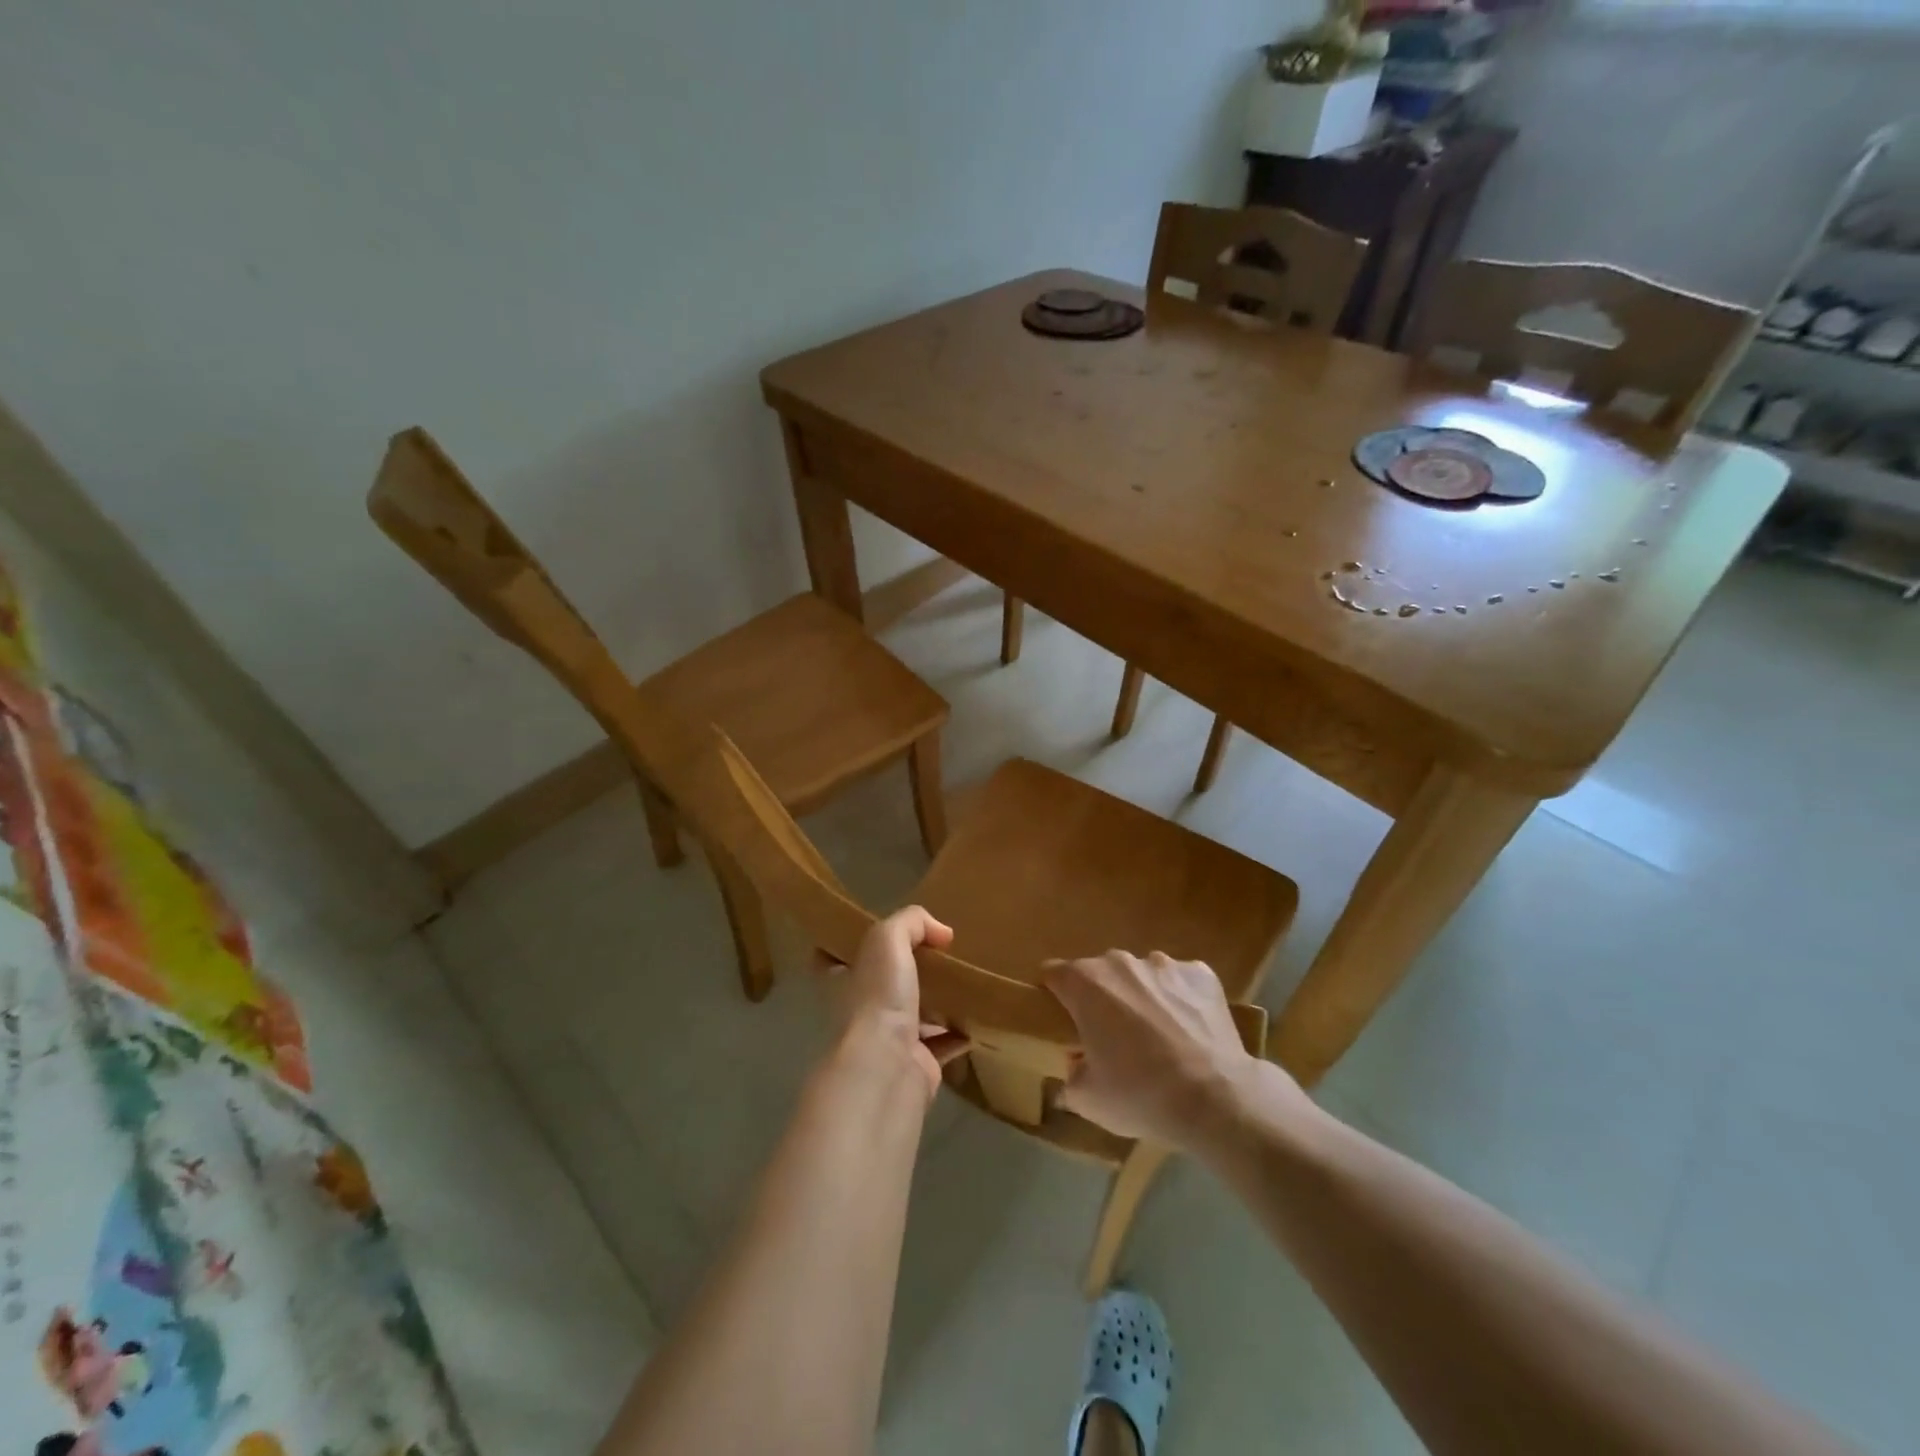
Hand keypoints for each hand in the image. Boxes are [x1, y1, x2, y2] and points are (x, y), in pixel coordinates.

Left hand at [815, 907, 967, 1099]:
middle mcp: (859, 1011)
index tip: (875, 930)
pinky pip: (942, 1043)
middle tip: (936, 951)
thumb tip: (941, 932)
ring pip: (913, 1014)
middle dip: (903, 971)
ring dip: (935, 1001)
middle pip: (879, 985)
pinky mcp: (917, 1064)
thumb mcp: (887, 939)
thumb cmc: (876, 998)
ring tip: (963, 979)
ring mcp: (887, 1040)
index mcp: (840, 981)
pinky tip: (977, 1016)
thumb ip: (911, 922)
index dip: (850, 944)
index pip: (834, 958)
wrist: (888, 1069)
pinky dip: (958, 1032)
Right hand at [1044, 950, 1301, 1150]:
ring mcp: (1164, 964)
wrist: (1215, 1099)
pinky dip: (1180, 999)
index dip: (1055, 995)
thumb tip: (1076, 1065)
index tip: (1063, 1021)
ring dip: (1141, 997)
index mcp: (1085, 983)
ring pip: (1141, 975)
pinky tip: (1190, 1032)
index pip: (1054, 973)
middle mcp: (1121, 963)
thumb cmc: (1139, 1095)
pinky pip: (1180, 981)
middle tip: (1112, 1039)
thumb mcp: (1087, 1099)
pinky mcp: (1201, 974)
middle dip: (1102, 999)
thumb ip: (1070, 1075)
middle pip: (1100, 973)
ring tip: (1158, 1037)